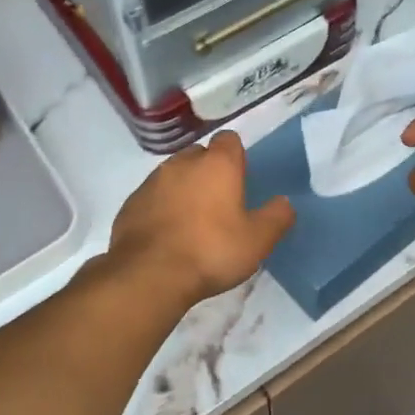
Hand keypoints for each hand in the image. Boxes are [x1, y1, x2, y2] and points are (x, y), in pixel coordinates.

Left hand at [107, 130, 294, 308]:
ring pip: (173, 175)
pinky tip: (167, 234)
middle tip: (219, 203)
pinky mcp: (130, 203)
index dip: (236, 156)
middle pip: (199, 154)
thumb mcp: (257, 240)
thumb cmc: (211, 251)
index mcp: (217, 164)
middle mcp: (182, 163)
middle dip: (209, 171)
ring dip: (183, 189)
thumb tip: (284, 202)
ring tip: (192, 221)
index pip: (229, 140)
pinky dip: (161, 208)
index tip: (240, 179)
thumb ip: (276, 217)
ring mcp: (152, 181)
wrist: (149, 274)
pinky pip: (152, 197)